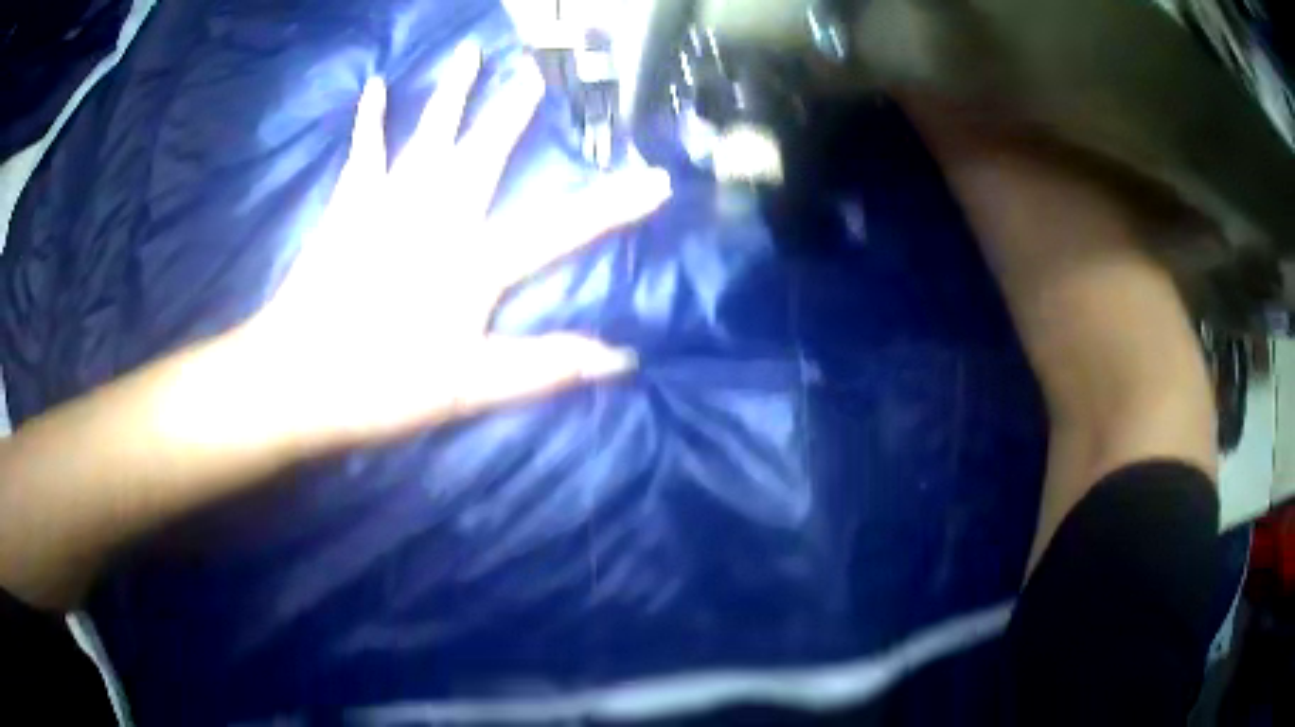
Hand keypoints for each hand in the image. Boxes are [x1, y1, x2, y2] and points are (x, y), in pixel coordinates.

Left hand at [237, 43, 671, 451]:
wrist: (297, 377)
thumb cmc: (382, 386)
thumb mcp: (470, 389)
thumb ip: (544, 367)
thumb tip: (621, 358)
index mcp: (472, 263)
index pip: (560, 229)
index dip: (613, 206)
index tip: (656, 178)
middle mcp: (437, 217)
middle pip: (488, 155)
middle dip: (520, 113)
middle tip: (543, 72)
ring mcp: (389, 204)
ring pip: (430, 135)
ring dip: (454, 92)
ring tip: (473, 51)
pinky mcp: (349, 206)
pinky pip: (365, 151)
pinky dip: (371, 118)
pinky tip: (378, 85)